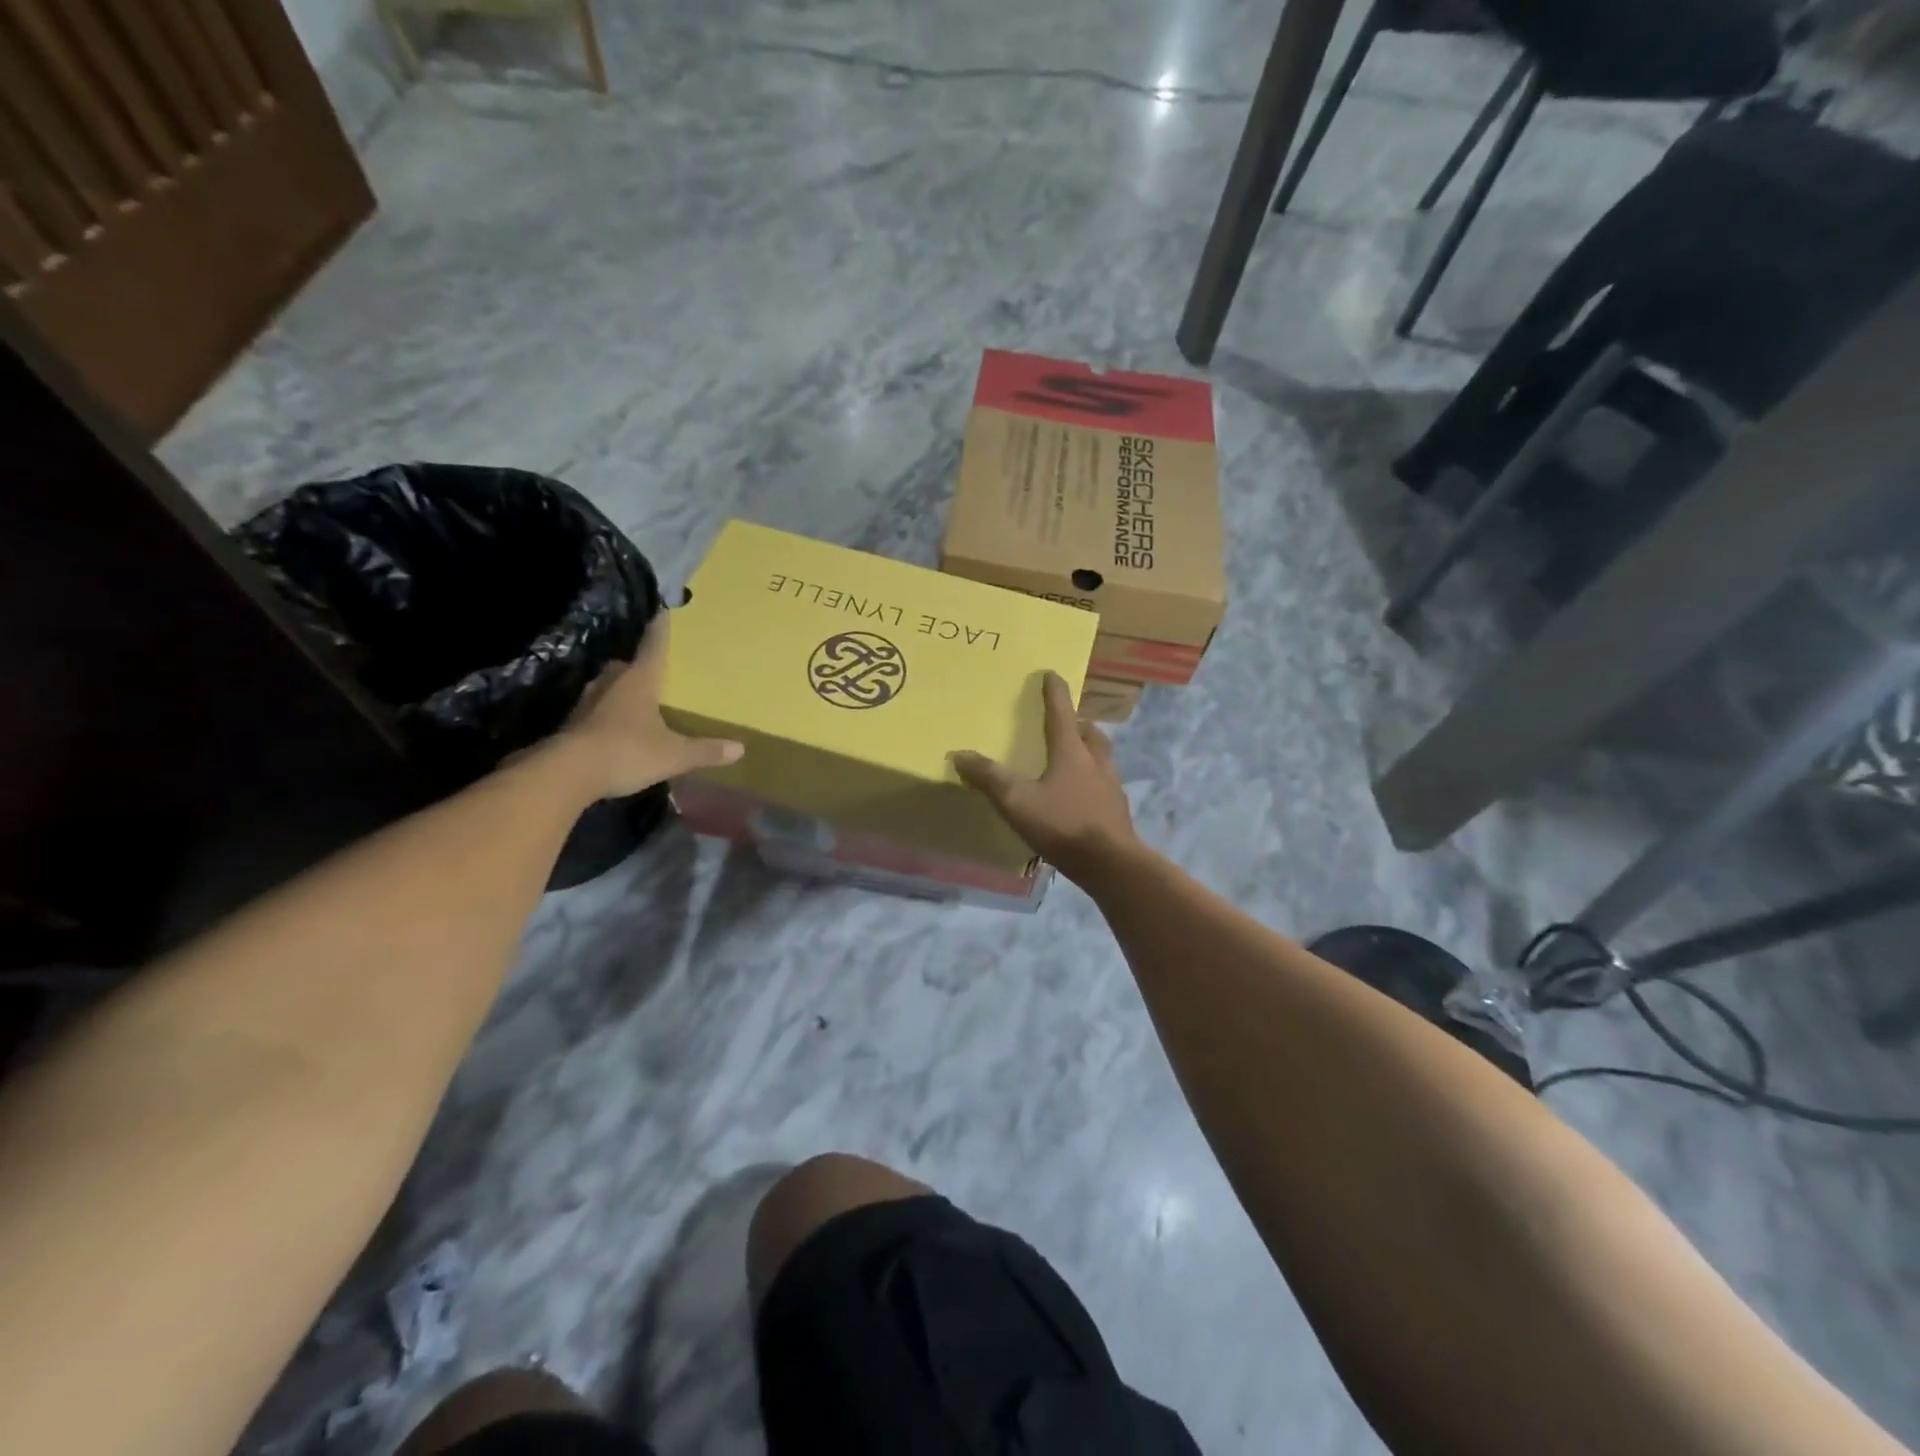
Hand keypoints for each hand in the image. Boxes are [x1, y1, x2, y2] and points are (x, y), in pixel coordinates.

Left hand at [562, 610, 742, 796]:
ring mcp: (587, 703)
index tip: (663, 611)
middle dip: (638, 667)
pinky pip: (595, 712)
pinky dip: (606, 716)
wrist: (566, 773)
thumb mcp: (674, 755)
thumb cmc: (627, 752)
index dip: (660, 630)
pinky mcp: (572, 724)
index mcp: (639, 681)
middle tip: (652, 670)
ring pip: (608, 688)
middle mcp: (611, 683)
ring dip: (620, 691)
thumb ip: (705, 751)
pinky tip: (615, 729)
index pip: (653, 647)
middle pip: (626, 667)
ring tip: (636, 700)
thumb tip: (740, 748)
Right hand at [952, 671, 1140, 883]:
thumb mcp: (1017, 801)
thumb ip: (989, 777)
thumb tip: (959, 754)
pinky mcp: (1116, 810)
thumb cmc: (1063, 824)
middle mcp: (1095, 761)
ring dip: (1088, 749)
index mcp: (1072, 751)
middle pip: (1089, 733)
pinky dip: (1092, 779)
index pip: (1061, 712)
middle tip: (1065, 722)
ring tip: (1073, 756)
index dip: (1054, 692)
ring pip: (1101, 756)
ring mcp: (1110, 786)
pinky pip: (1103, 783)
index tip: (1051, 674)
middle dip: (1077, 723)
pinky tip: (1080, 794)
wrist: (1111, 863)